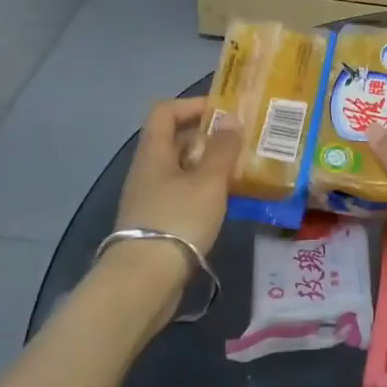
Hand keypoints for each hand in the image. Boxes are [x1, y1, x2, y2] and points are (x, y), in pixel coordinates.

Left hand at [114, 97, 241, 257]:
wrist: (145, 281)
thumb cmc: (178, 219)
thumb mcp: (208, 181)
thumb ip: (222, 149)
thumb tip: (231, 120)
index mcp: (154, 152)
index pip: (165, 111)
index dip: (193, 105)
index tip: (224, 111)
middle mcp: (147, 170)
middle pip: (175, 140)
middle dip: (208, 137)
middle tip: (241, 142)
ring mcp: (149, 199)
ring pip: (181, 170)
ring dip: (208, 166)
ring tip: (240, 171)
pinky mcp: (157, 224)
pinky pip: (182, 195)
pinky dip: (204, 191)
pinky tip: (226, 202)